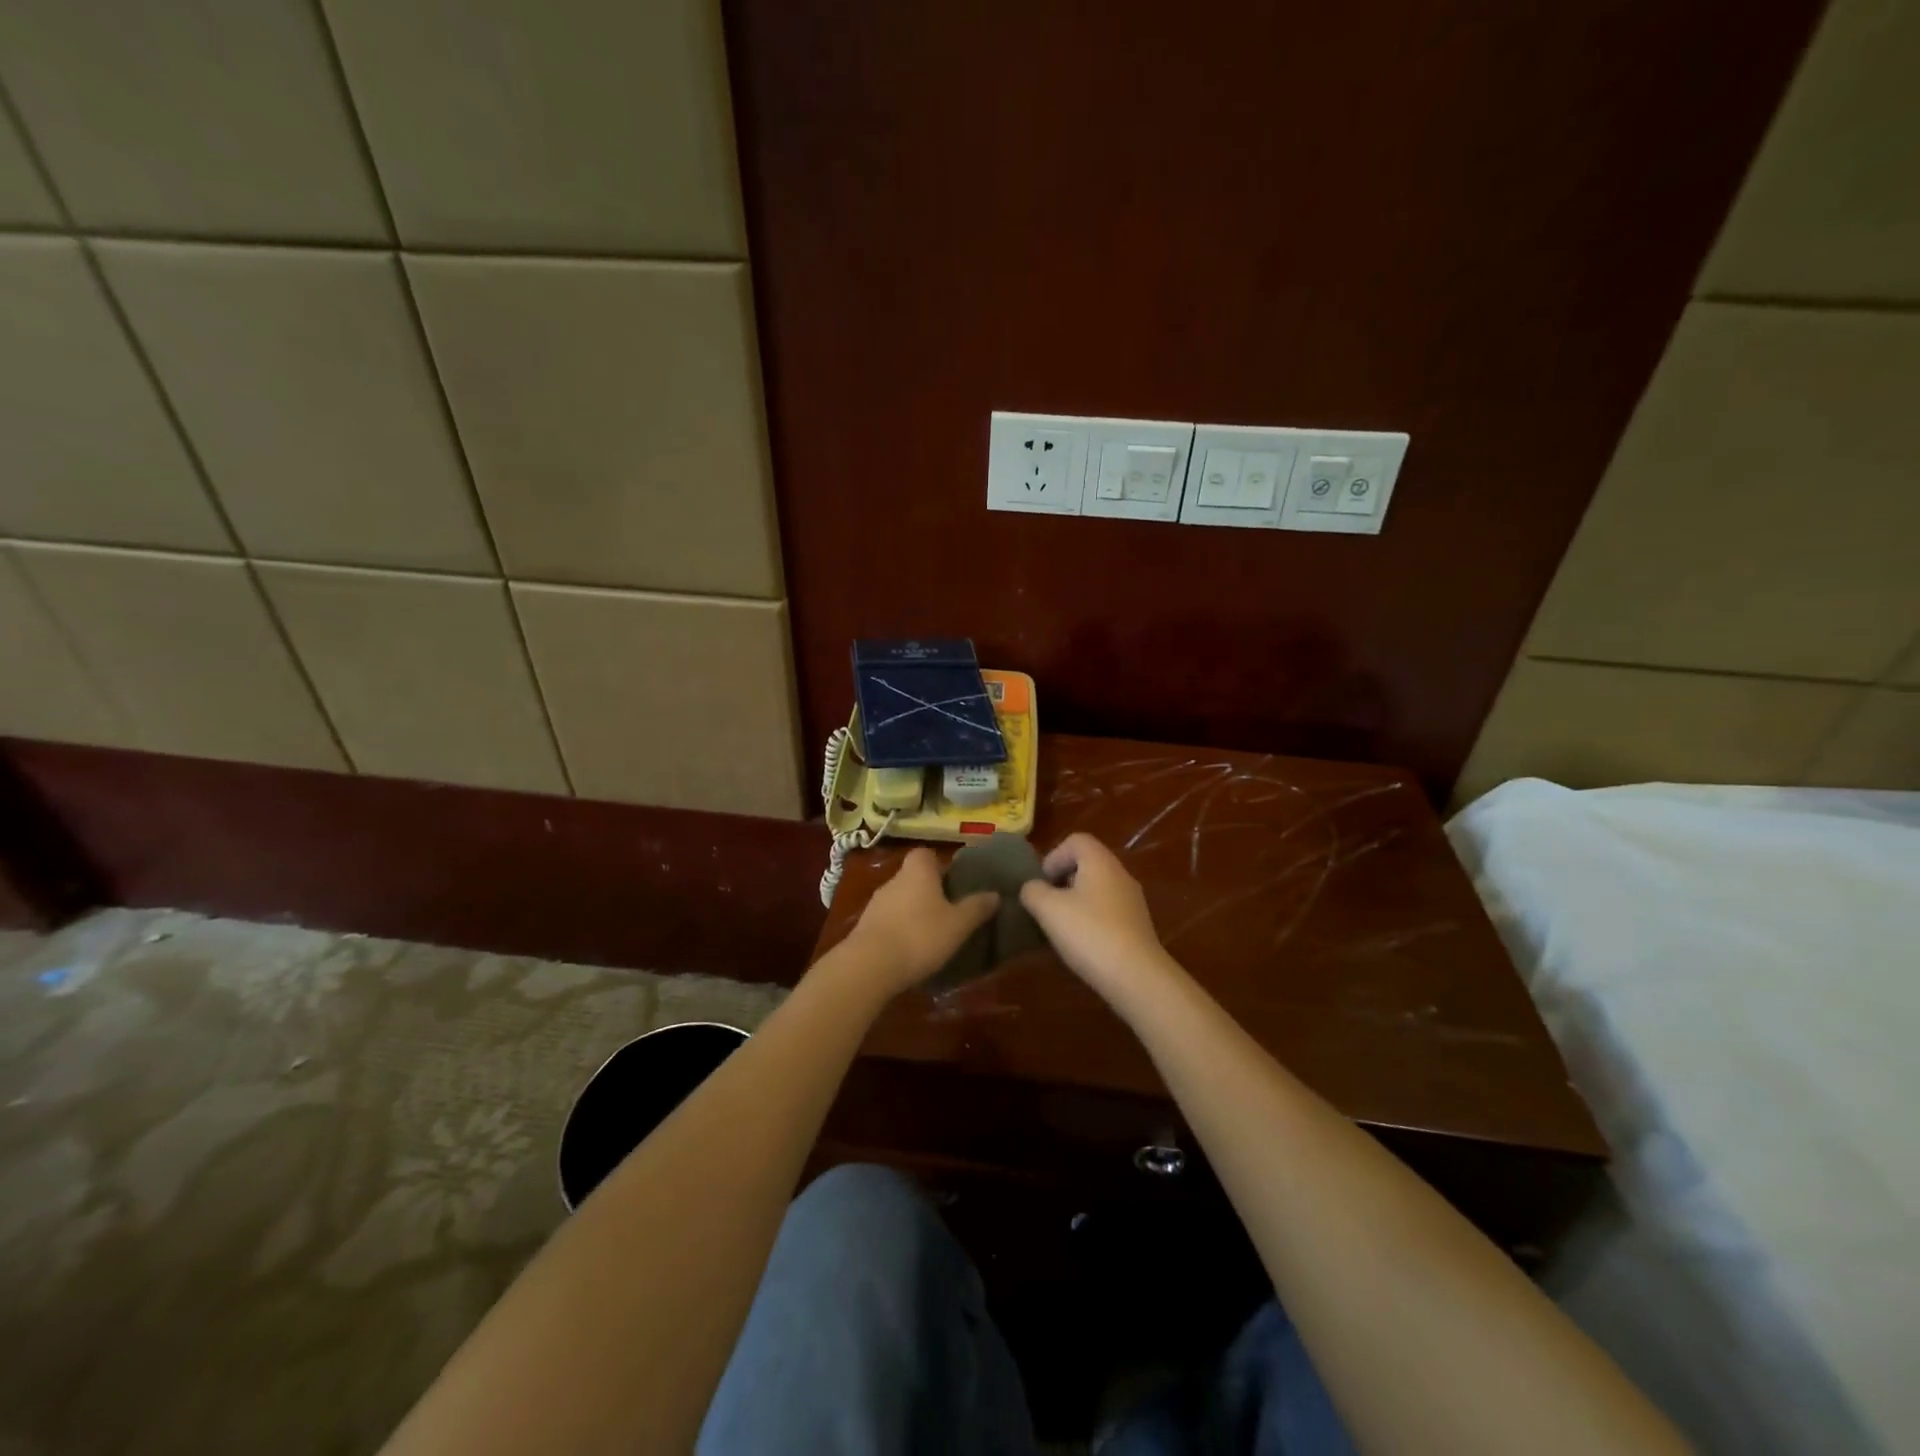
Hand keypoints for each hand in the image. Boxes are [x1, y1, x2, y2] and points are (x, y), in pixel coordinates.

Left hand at [839, 847, 998, 996]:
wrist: (869, 966)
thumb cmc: (920, 936)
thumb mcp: (958, 925)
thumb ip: (977, 908)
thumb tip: (995, 894)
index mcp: (918, 871)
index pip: (926, 854)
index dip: (940, 865)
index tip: (955, 882)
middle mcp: (894, 880)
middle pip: (914, 877)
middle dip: (930, 891)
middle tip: (950, 911)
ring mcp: (876, 903)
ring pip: (900, 899)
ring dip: (914, 912)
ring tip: (933, 933)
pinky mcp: (865, 927)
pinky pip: (888, 921)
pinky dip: (899, 930)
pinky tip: (911, 950)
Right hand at [1020, 833, 1171, 995]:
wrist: (1136, 976)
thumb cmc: (1089, 933)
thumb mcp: (1048, 909)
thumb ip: (1032, 891)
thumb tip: (1031, 888)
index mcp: (1100, 861)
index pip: (1076, 840)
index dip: (1053, 857)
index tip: (1041, 883)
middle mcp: (1120, 874)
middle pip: (1087, 864)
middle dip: (1062, 881)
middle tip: (1045, 905)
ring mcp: (1132, 901)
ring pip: (1097, 889)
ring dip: (1075, 902)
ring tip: (1059, 927)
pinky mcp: (1137, 926)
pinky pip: (1107, 911)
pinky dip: (1090, 920)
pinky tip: (1080, 944)